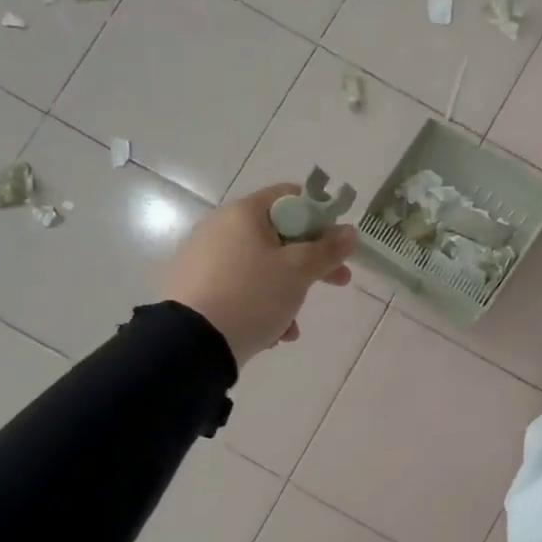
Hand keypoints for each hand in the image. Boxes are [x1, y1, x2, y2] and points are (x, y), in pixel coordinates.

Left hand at [164, 185, 356, 368]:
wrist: (192, 344)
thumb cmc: (252, 294)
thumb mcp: (299, 271)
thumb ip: (328, 249)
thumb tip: (349, 232)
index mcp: (243, 213)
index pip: (290, 197)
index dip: (319, 217)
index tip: (336, 243)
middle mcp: (220, 229)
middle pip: (279, 236)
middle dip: (311, 262)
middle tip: (338, 281)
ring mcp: (205, 260)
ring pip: (262, 268)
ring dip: (287, 292)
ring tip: (294, 325)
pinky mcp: (197, 290)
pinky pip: (241, 290)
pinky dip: (261, 306)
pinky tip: (272, 334)